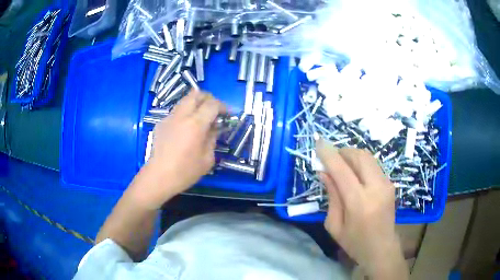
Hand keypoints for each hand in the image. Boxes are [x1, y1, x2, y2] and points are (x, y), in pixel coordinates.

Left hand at [131, 90, 225, 208]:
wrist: (158, 177)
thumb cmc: (185, 171)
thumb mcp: (207, 159)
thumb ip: (212, 138)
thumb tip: (213, 128)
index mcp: (195, 124)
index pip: (212, 104)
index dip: (223, 106)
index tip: (227, 115)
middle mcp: (181, 116)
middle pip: (196, 94)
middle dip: (208, 98)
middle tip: (213, 111)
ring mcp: (169, 118)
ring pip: (184, 101)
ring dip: (195, 105)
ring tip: (200, 119)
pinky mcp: (161, 123)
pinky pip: (176, 112)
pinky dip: (185, 114)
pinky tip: (185, 130)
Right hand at [316, 139, 407, 278]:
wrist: (382, 249)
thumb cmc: (355, 243)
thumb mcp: (334, 225)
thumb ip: (332, 196)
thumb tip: (324, 172)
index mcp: (359, 203)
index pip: (342, 170)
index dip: (329, 155)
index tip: (318, 142)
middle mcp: (376, 188)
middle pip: (359, 156)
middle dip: (342, 152)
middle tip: (330, 159)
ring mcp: (386, 184)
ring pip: (368, 157)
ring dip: (352, 156)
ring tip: (340, 165)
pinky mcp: (390, 184)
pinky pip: (373, 165)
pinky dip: (360, 163)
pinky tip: (354, 174)